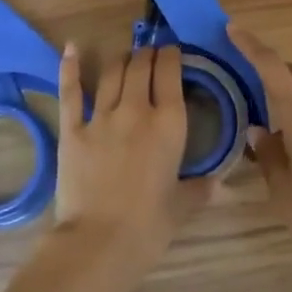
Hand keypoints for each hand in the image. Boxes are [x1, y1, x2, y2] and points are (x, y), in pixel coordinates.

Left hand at [52, 42, 215, 291]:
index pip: (170, 73)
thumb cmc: (149, 227)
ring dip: (122, 59)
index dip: (171, 56)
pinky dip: (71, 67)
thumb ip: (201, 188)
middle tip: (150, 53)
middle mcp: (136, 110)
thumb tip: (220, 183)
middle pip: (141, 66)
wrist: (99, 243)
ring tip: (127, 56)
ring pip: (113, 73)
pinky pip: (72, 92)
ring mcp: (101, 117)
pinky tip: (71, 48)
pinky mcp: (72, 129)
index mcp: (169, 123)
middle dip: (148, 54)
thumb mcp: (183, 206)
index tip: (172, 52)